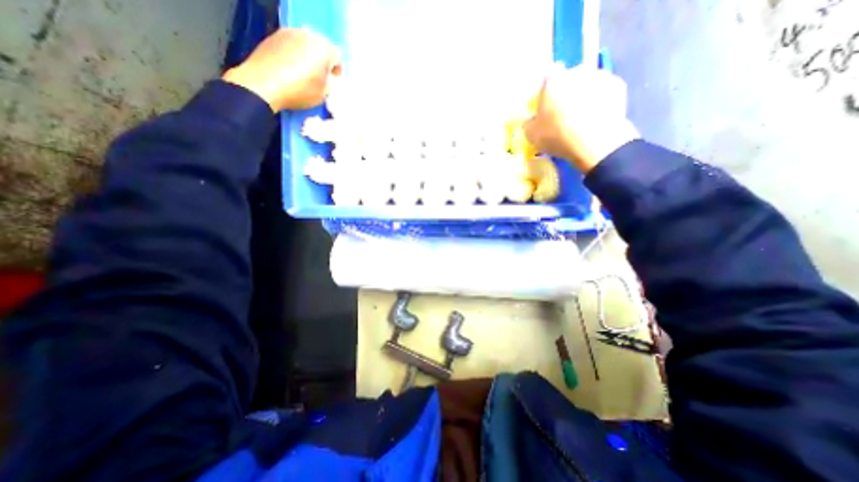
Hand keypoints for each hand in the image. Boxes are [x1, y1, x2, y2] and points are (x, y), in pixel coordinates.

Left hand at [221, 27, 340, 110]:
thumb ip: (328, 83)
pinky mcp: (273, 36)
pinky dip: (294, 53)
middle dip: (323, 59)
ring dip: (308, 54)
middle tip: (321, 74)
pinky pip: (291, 43)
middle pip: (321, 45)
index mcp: (323, 49)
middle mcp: (307, 36)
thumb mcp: (322, 94)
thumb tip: (325, 79)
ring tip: (306, 70)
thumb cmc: (299, 90)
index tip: (334, 79)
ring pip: (305, 42)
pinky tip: (291, 66)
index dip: (337, 69)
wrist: (263, 84)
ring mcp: (288, 33)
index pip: (337, 56)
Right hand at [519, 65, 640, 173]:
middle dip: (567, 91)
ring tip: (583, 117)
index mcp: (553, 80)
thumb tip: (532, 120)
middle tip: (564, 113)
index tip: (547, 104)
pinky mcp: (619, 86)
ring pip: (588, 84)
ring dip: (585, 95)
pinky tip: (596, 118)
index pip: (548, 75)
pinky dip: (601, 102)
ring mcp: (600, 76)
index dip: (548, 90)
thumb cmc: (557, 135)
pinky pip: (604, 93)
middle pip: (570, 79)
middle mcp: (577, 71)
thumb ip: (529, 122)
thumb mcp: (531, 134)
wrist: (594, 141)